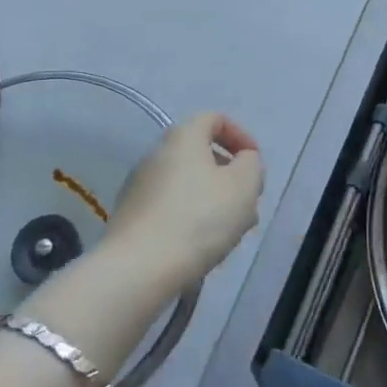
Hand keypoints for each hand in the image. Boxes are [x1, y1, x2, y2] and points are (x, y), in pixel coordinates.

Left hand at [106, 112, 264, 291]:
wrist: (139, 267)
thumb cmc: (199, 219)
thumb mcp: (243, 187)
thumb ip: (251, 165)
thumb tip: (243, 161)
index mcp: (183, 137)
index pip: (215, 119)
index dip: (240, 136)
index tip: (254, 165)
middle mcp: (156, 153)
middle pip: (201, 154)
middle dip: (229, 177)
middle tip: (247, 204)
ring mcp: (139, 185)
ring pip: (187, 184)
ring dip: (212, 201)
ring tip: (230, 233)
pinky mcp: (132, 215)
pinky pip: (170, 206)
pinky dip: (190, 218)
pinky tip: (201, 246)